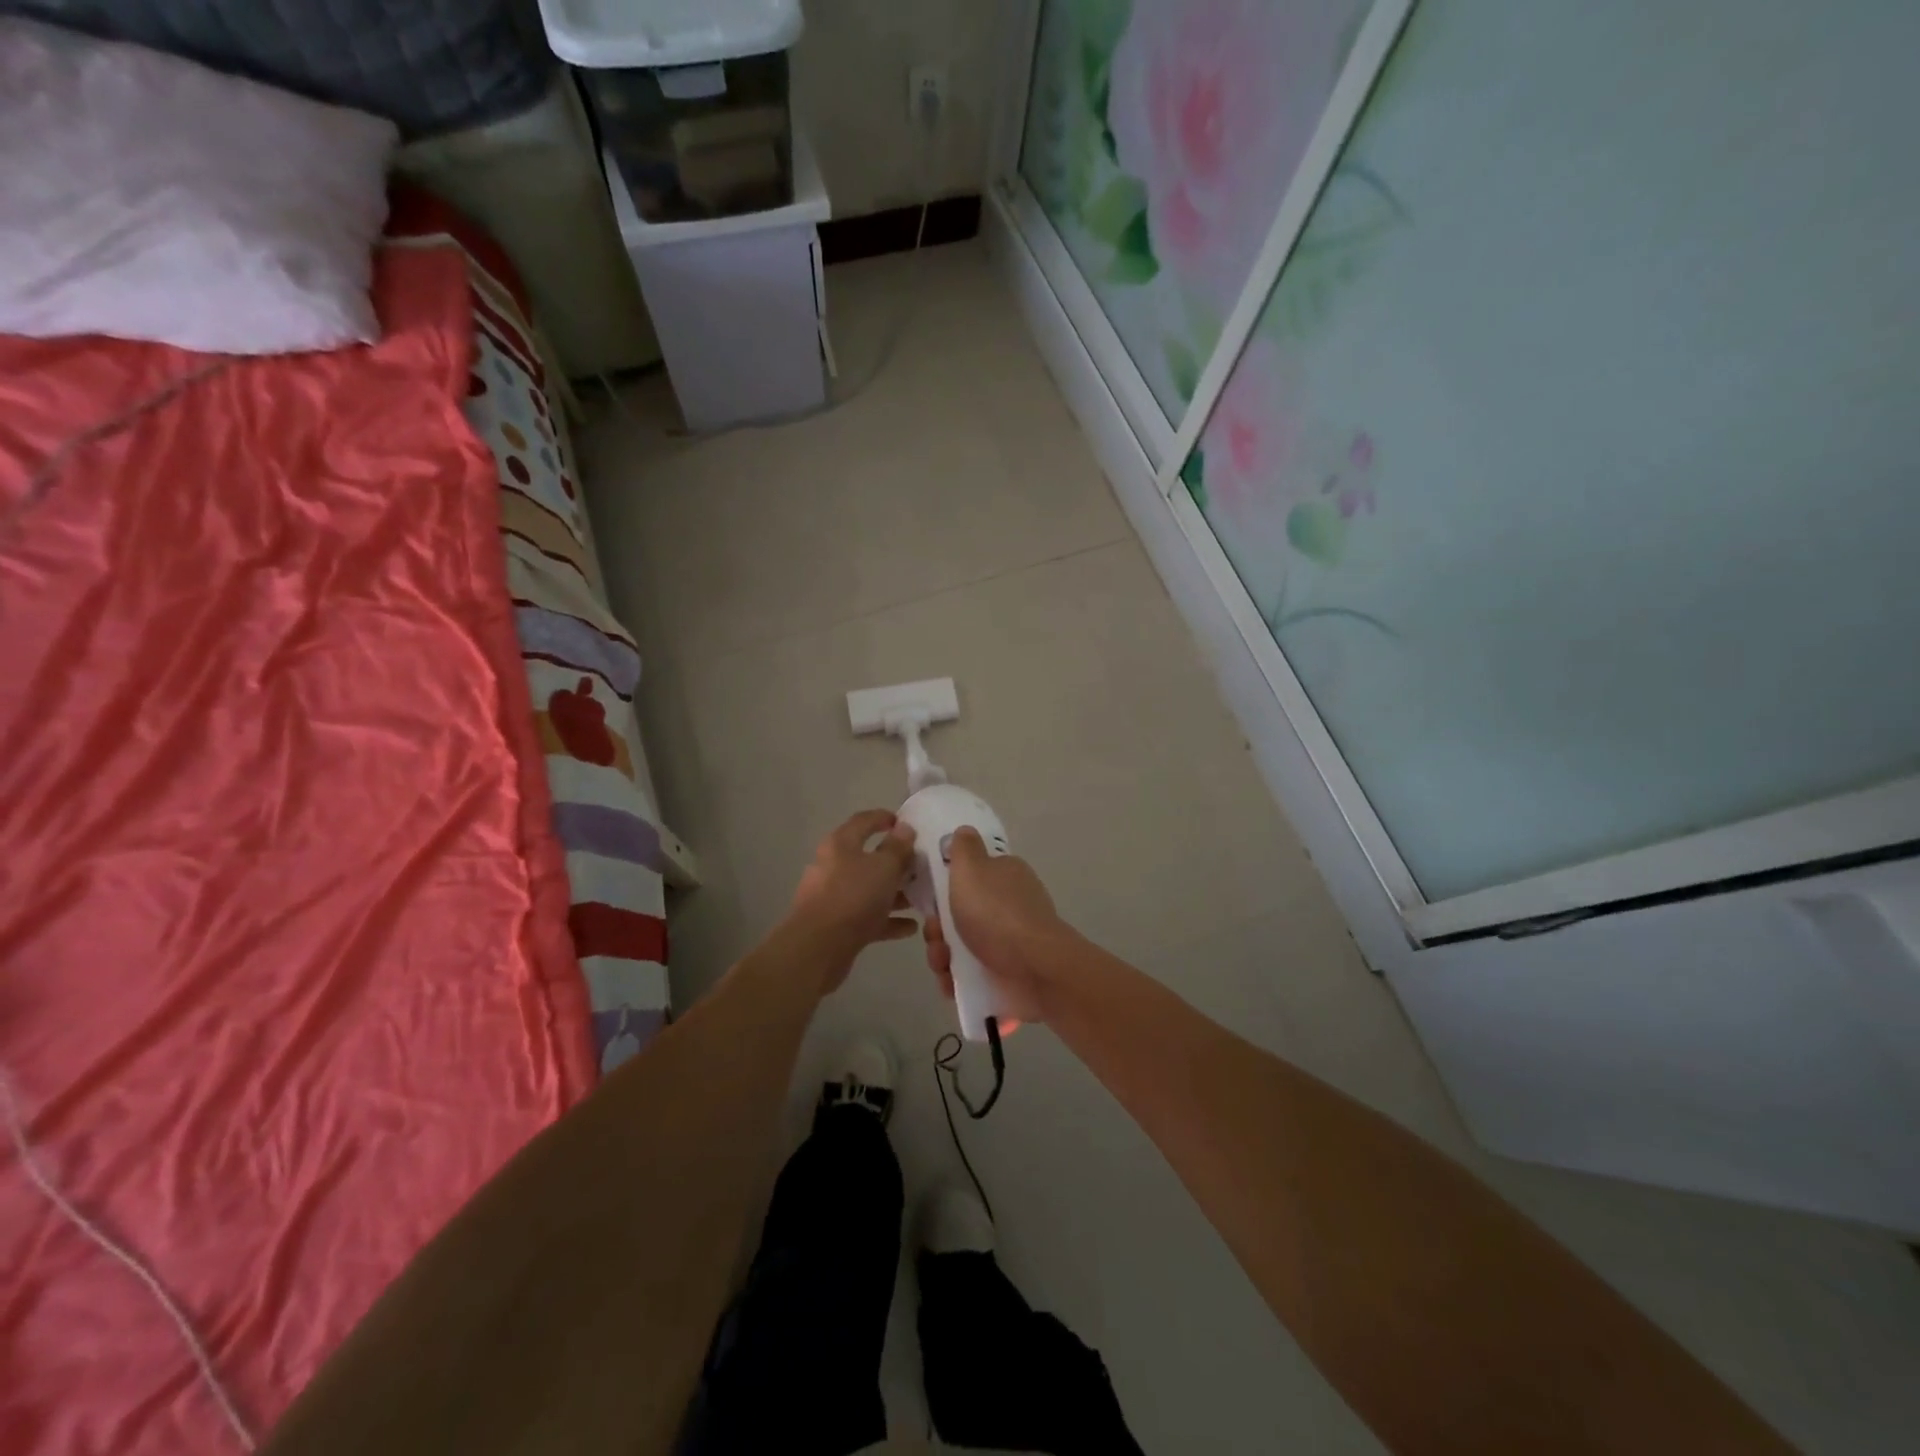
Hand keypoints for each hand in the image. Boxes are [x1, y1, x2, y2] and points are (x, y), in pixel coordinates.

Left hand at [784, 810, 918, 991]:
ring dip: (895, 893)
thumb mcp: (884, 867)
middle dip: (896, 862)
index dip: (884, 818)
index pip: (863, 821)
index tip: (905, 823)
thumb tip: (904, 828)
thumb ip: (898, 848)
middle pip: (868, 858)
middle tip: (921, 865)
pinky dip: (887, 919)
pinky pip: (867, 917)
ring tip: (921, 898)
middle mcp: (834, 866)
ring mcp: (834, 897)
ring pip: (869, 889)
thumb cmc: (854, 896)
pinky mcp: (837, 925)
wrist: (818, 947)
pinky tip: (911, 927)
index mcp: (841, 844)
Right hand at [922, 827, 1069, 1026]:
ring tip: (942, 964)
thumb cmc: (997, 912)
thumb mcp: (972, 867)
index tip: (930, 899)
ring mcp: (1009, 942)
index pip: (970, 876)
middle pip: (960, 914)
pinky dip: (956, 979)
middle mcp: (1009, 906)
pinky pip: (971, 975)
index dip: (945, 888)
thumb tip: (964, 830)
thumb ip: (964, 848)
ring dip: (942, 955)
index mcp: (1005, 876)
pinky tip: (949, 983)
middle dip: (939, 928)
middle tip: (935, 936)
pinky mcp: (1006, 973)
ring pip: (961, 946)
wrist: (1033, 968)